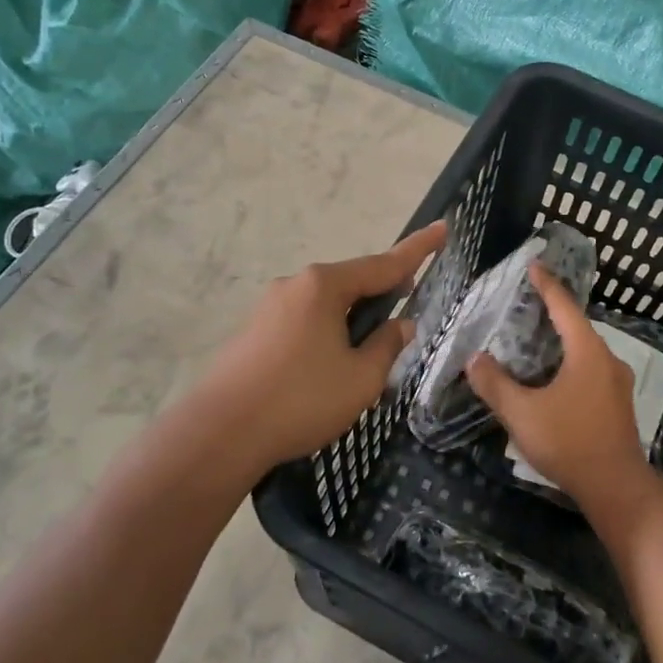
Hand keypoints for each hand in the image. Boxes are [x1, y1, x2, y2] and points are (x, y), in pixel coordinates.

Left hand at [196, 221, 446, 468]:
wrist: (220, 433)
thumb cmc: (301, 400)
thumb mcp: (361, 378)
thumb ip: (387, 346)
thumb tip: (400, 325)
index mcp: (324, 286)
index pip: (384, 264)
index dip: (418, 249)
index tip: (443, 228)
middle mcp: (295, 285)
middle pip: (351, 282)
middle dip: (382, 292)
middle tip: (407, 306)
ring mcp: (269, 307)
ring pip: (326, 304)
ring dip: (352, 319)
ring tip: (368, 352)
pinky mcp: (253, 331)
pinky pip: (303, 321)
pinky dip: (326, 332)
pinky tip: (328, 366)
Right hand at [465, 265, 653, 506]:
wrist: (616, 487)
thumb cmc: (569, 442)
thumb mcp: (522, 413)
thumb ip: (495, 384)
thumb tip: (474, 359)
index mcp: (586, 352)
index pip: (564, 307)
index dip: (546, 285)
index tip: (533, 265)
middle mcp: (607, 359)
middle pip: (577, 326)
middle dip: (552, 312)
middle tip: (526, 302)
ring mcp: (616, 382)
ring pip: (585, 350)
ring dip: (562, 339)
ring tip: (535, 337)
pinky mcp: (617, 403)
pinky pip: (590, 369)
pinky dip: (570, 361)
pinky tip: (553, 375)